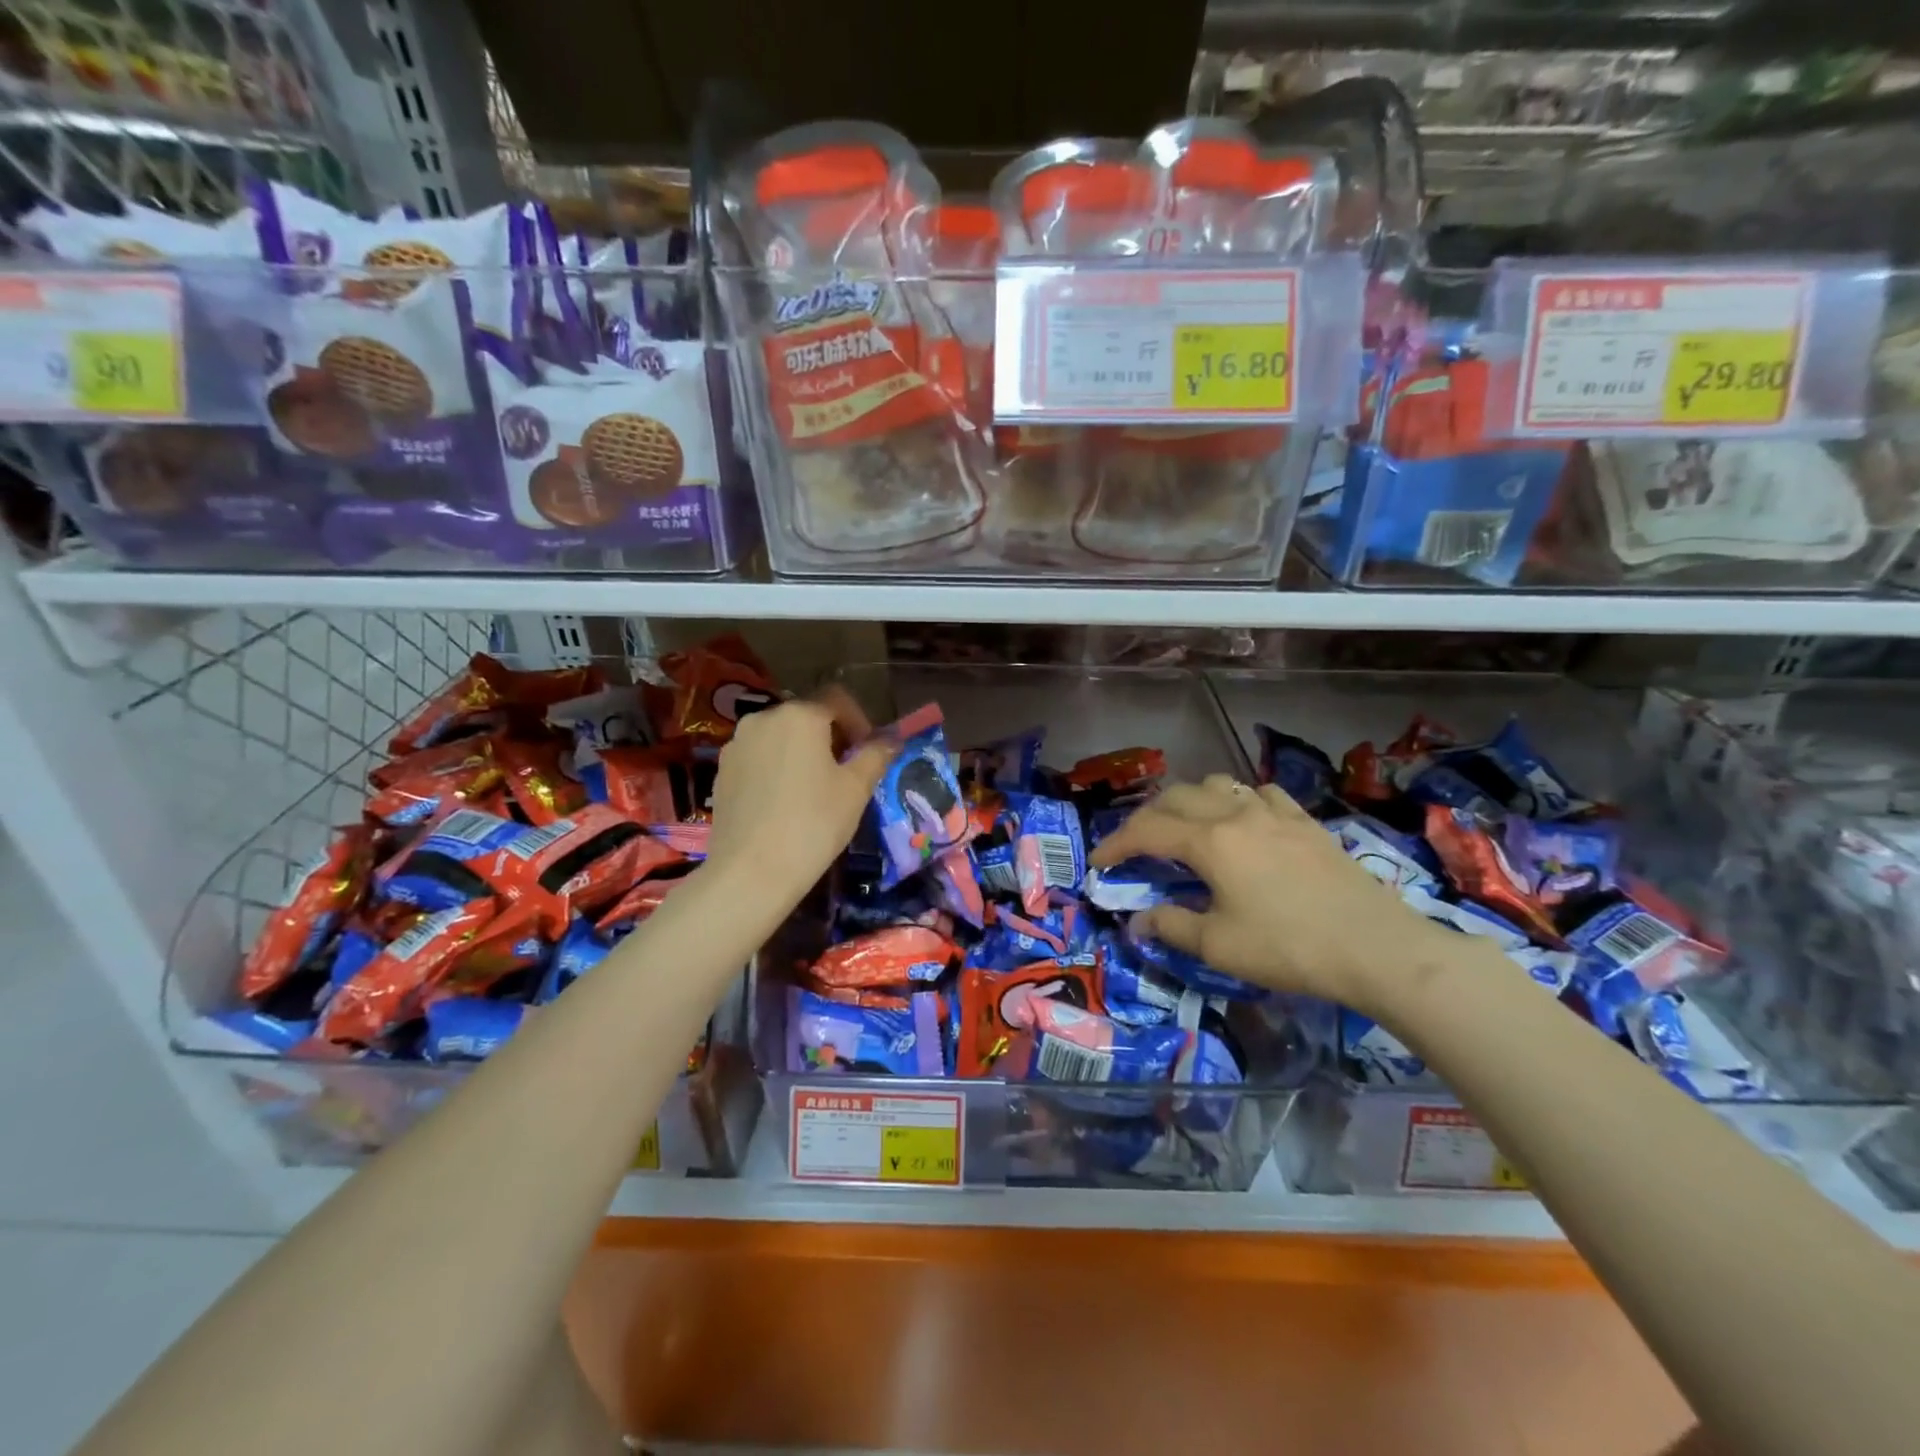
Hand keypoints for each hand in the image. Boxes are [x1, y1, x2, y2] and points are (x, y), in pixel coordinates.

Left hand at [704, 690, 895, 909]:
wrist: (750, 871)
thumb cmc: (814, 823)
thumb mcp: (856, 789)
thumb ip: (875, 755)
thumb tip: (890, 739)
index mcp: (799, 715)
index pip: (837, 698)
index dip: (859, 721)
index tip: (868, 753)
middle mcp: (763, 718)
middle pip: (806, 715)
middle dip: (830, 737)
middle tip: (845, 772)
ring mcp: (736, 745)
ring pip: (780, 737)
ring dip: (801, 752)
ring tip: (814, 789)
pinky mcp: (721, 772)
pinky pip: (758, 758)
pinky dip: (776, 769)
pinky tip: (784, 803)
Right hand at [1089, 775, 1458, 1015]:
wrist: (1377, 948)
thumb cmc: (1289, 948)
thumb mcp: (1219, 946)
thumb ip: (1171, 926)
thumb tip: (1138, 920)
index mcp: (1210, 841)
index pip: (1147, 831)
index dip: (1116, 844)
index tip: (1098, 863)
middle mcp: (1236, 814)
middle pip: (1176, 797)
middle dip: (1146, 818)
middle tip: (1135, 846)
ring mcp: (1275, 813)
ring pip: (1218, 784)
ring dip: (1190, 800)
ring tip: (1185, 826)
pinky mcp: (1306, 822)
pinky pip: (1261, 793)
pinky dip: (1238, 801)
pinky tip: (1245, 822)